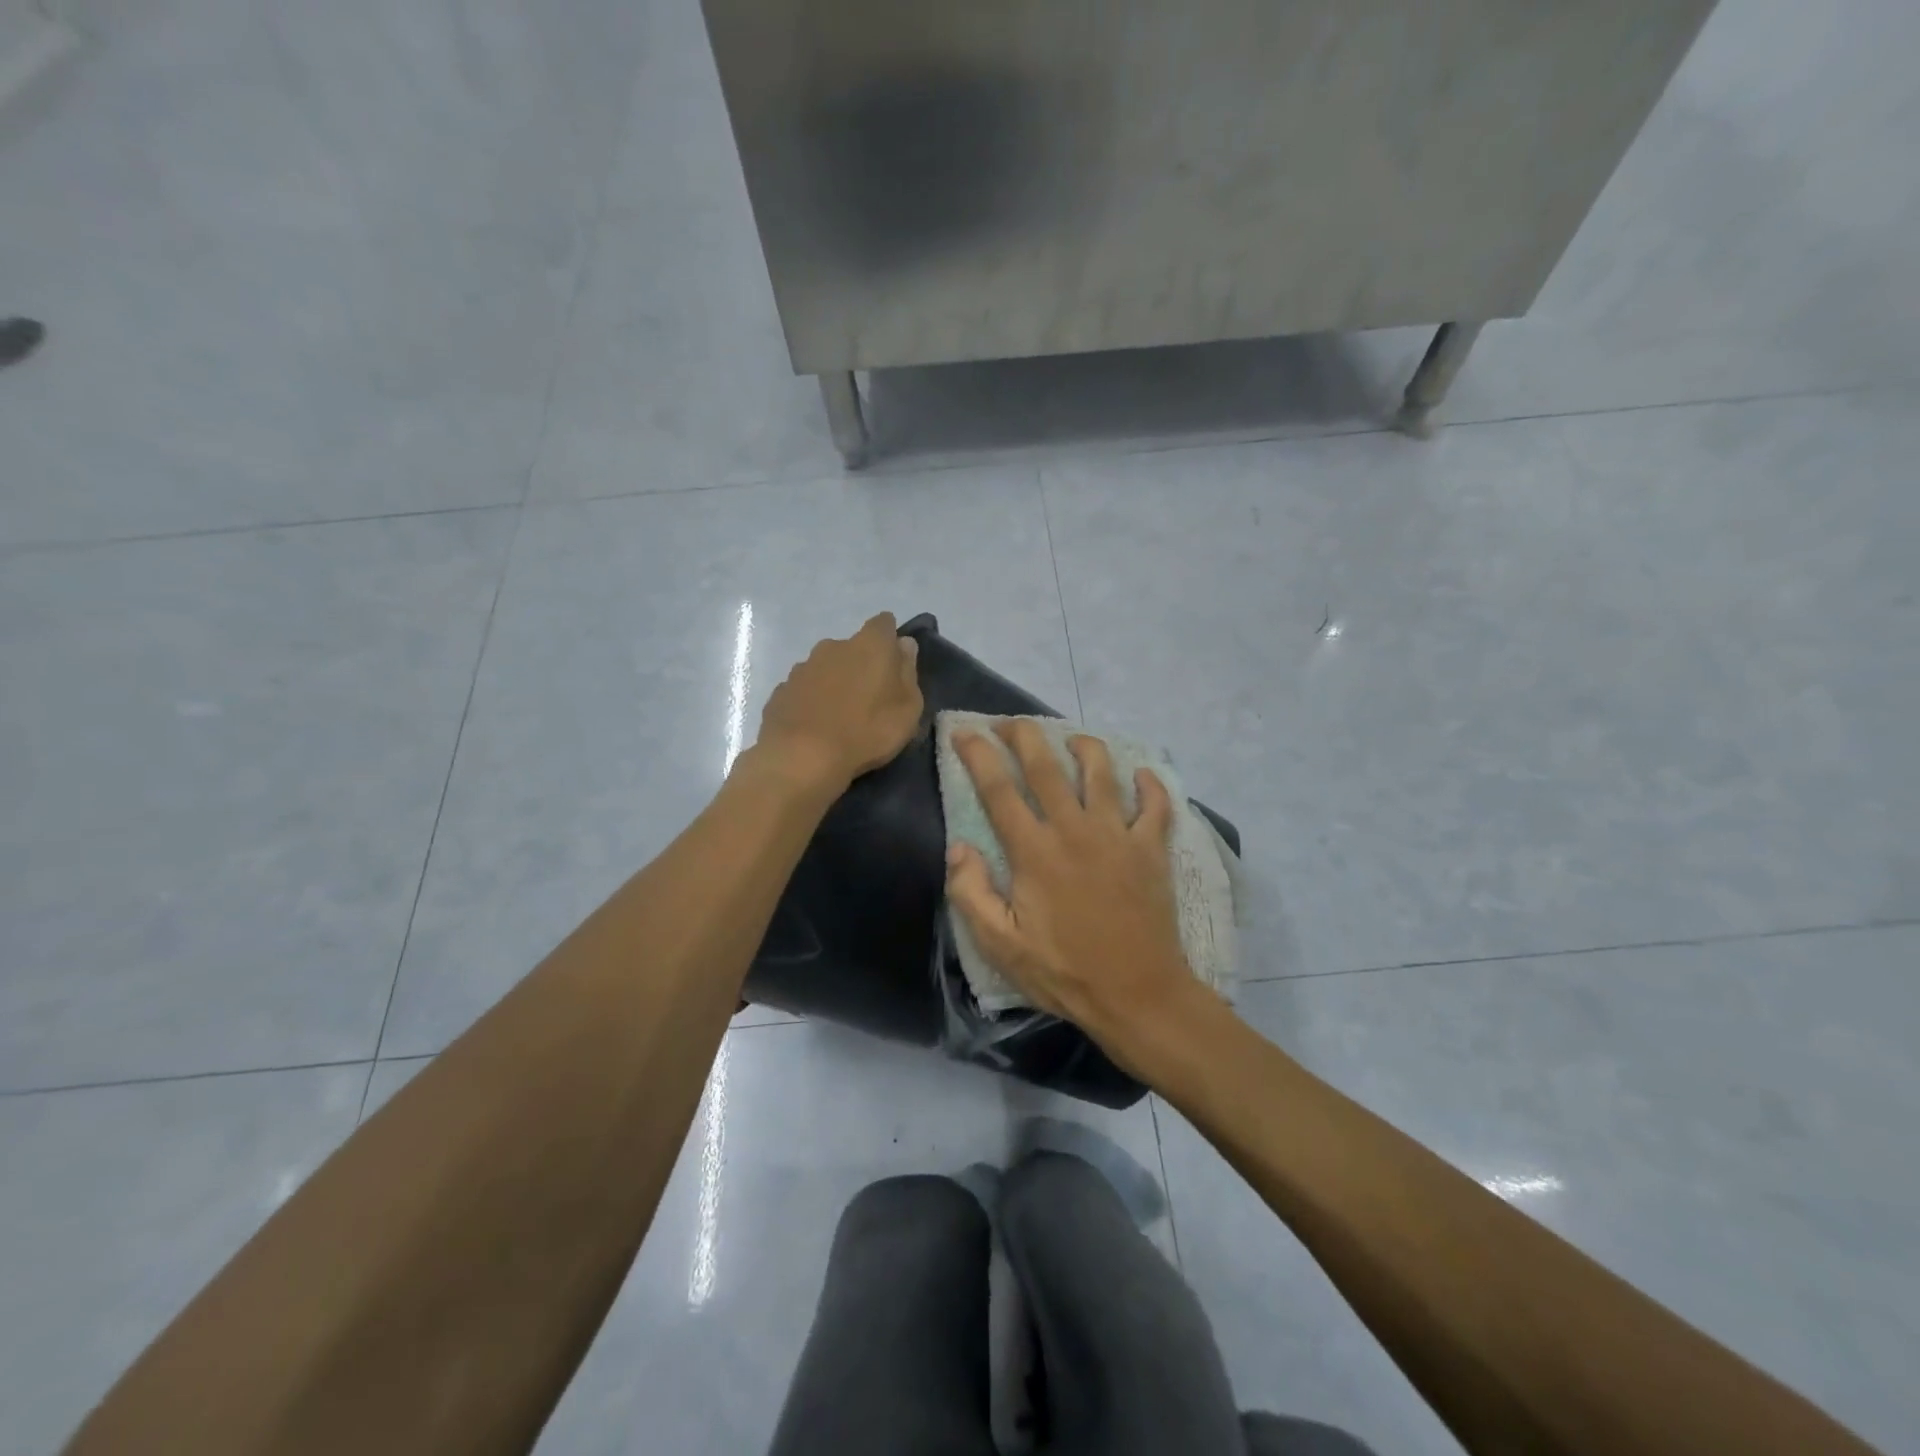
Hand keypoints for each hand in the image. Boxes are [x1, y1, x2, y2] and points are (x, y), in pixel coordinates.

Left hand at [754, 613, 923, 793]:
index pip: (884, 624)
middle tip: (869, 696)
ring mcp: (802, 667)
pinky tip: (816, 725)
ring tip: (841, 715)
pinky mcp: (781, 691)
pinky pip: (804, 690)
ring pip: (825, 668)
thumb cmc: (867, 731)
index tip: (894, 662)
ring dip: (834, 682)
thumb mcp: (907, 709)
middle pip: (852, 647)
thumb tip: (904, 645)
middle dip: (861, 664)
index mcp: (869, 645)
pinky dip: (812, 701)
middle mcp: (833, 646)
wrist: (803, 757)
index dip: (890, 639)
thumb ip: (907, 672)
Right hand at [944, 719, 1207, 1064]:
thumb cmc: (1064, 972)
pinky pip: (1156, 804)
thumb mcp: (1000, 945)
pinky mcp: (1152, 848)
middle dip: (1024, 734)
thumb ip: (971, 893)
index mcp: (1033, 851)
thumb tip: (958, 847)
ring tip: (1071, 739)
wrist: (1138, 994)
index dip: (977, 754)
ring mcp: (1118, 835)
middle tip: (1009, 722)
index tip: (964, 732)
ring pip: (1101, 771)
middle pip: (1046, 765)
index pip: (998, 789)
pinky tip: (1142, 775)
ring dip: (1084, 746)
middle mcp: (1074, 829)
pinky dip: (1150, 785)